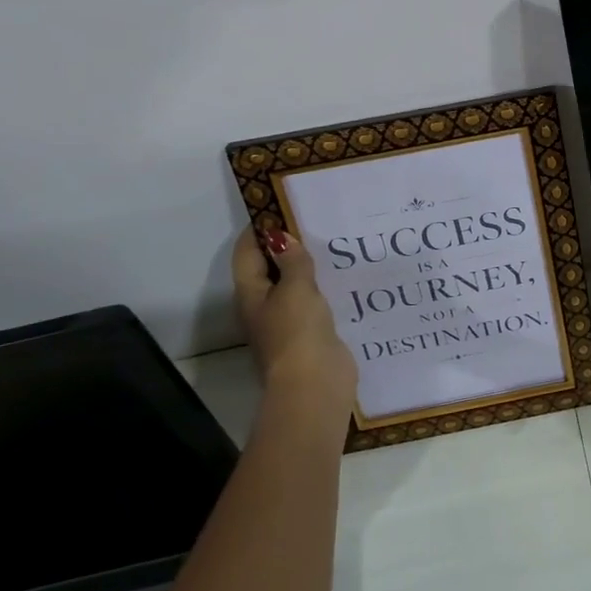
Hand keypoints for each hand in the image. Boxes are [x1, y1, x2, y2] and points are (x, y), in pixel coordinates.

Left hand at [232, 228, 357, 435]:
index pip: (247, 253)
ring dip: (306, 267)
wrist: (314, 384)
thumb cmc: (297, 332)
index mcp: (251, 294)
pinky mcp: (309, 334)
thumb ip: (293, 261)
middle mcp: (263, 306)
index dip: (259, 229)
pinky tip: (343, 277)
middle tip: (313, 221)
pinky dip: (322, 287)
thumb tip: (283, 237)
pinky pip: (313, 302)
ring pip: (292, 285)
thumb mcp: (296, 289)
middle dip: (286, 246)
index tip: (280, 207)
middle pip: (268, 268)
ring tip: (331, 244)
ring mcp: (286, 322)